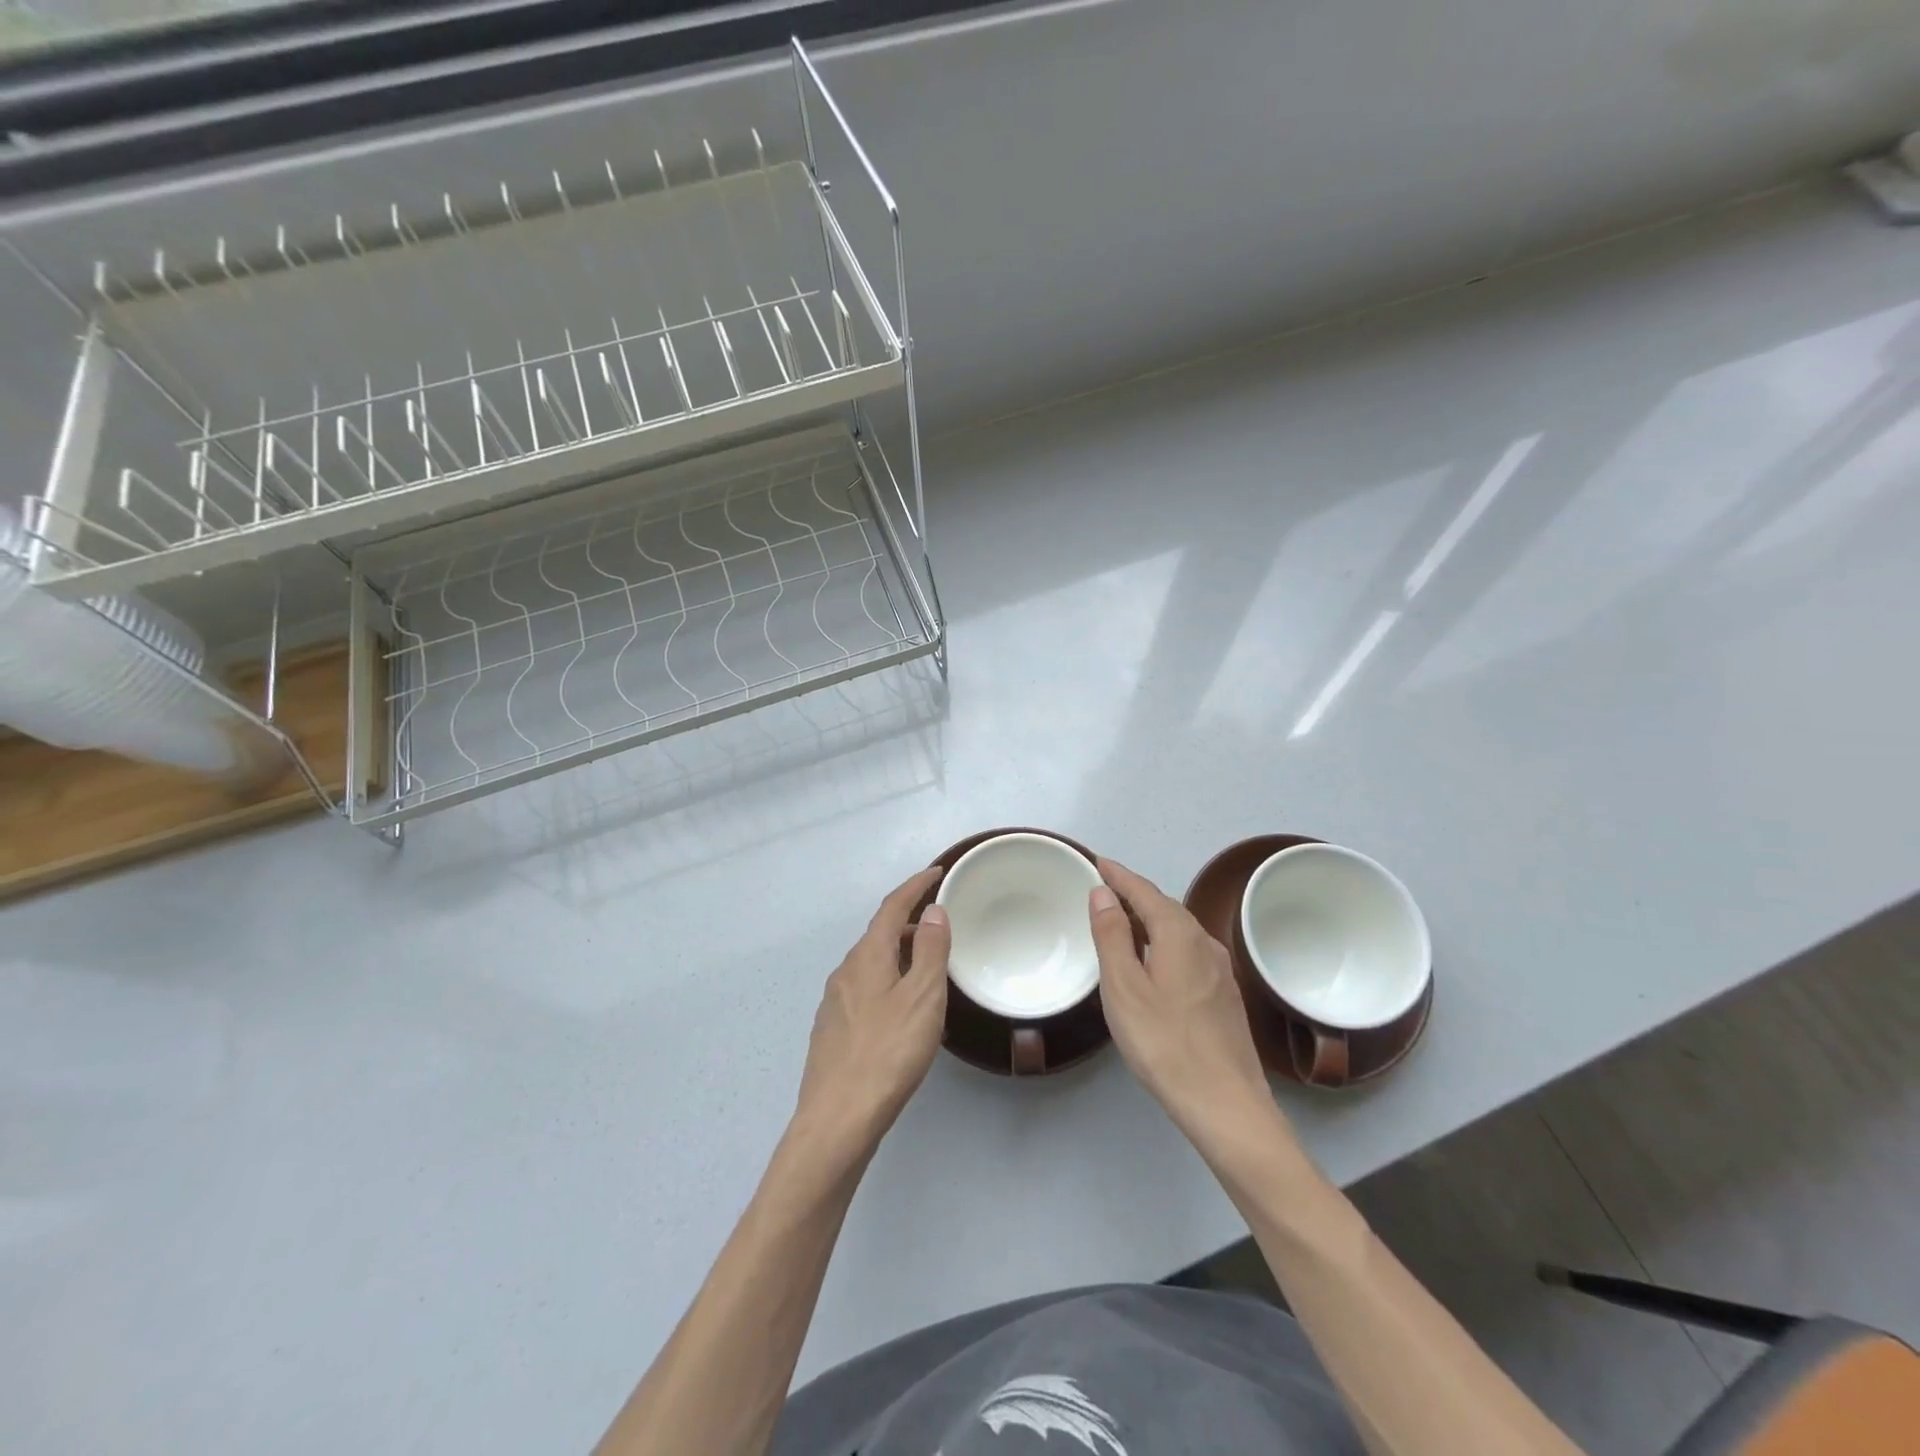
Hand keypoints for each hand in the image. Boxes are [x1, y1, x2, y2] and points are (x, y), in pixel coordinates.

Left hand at [792, 866, 949, 1164]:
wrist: (837, 1119)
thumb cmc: (888, 1053)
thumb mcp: (922, 997)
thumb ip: (929, 951)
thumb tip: (932, 911)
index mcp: (866, 956)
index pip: (891, 907)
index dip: (915, 886)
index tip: (937, 873)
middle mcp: (845, 971)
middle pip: (879, 934)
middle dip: (909, 922)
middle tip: (941, 925)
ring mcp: (835, 1002)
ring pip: (871, 963)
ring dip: (898, 953)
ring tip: (927, 965)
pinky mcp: (833, 1030)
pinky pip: (865, 988)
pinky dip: (888, 980)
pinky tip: (902, 1007)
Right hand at [1089, 859, 1275, 1150]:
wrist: (1226, 1104)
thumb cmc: (1164, 1042)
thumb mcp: (1123, 987)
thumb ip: (1112, 935)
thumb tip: (1104, 892)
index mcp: (1179, 933)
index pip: (1144, 890)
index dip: (1119, 875)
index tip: (1097, 861)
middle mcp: (1205, 942)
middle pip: (1164, 907)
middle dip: (1134, 894)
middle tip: (1104, 890)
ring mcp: (1220, 969)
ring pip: (1179, 930)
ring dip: (1149, 920)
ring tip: (1123, 923)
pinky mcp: (1225, 994)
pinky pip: (1188, 951)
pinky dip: (1164, 943)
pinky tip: (1154, 962)